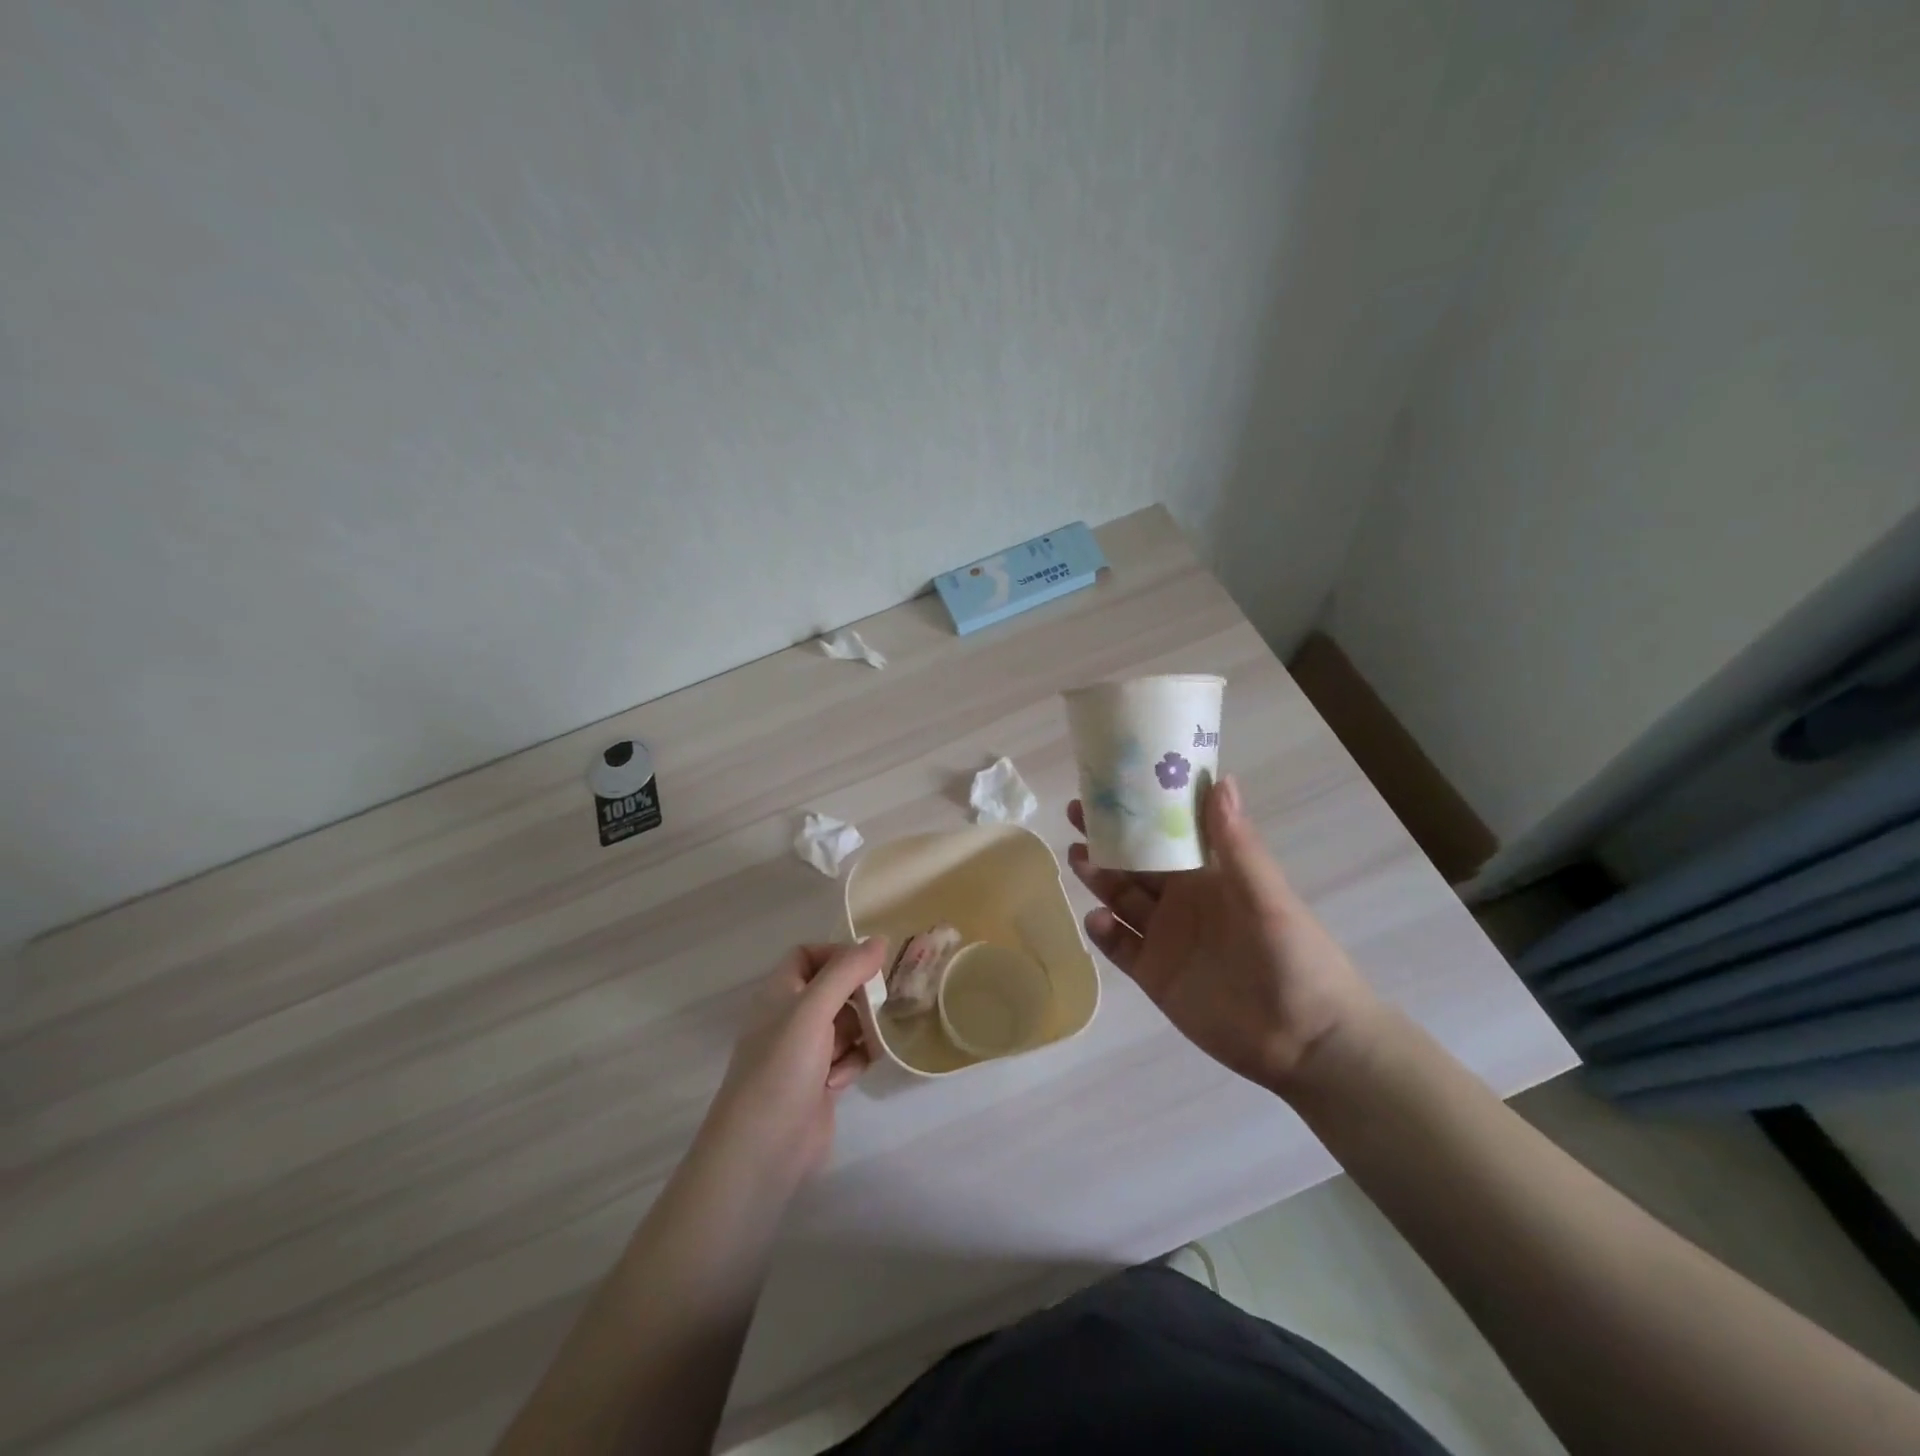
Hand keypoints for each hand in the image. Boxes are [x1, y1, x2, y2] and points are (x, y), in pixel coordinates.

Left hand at [692, 939, 888, 1200]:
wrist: (762, 1149)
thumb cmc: (782, 1068)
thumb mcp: (813, 1009)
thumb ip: (846, 971)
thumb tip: (879, 940)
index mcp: (780, 992)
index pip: (808, 954)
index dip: (837, 954)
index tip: (868, 965)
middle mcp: (791, 1017)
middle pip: (833, 989)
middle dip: (859, 995)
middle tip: (883, 1003)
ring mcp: (805, 1052)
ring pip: (846, 1024)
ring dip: (861, 1031)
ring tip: (870, 1044)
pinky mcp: (820, 1082)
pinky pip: (849, 1056)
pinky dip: (854, 1061)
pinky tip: (845, 1078)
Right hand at [1068, 776, 1378, 1096]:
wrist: (1305, 1043)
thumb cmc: (1296, 958)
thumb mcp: (1268, 897)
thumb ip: (1237, 845)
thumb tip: (1220, 779)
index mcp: (1210, 876)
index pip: (1167, 832)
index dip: (1140, 809)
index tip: (1111, 783)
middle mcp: (1182, 900)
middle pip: (1135, 862)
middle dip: (1106, 838)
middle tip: (1075, 815)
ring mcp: (1165, 938)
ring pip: (1121, 899)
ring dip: (1098, 877)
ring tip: (1076, 857)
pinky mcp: (1154, 975)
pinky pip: (1119, 948)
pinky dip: (1103, 932)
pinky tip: (1097, 920)